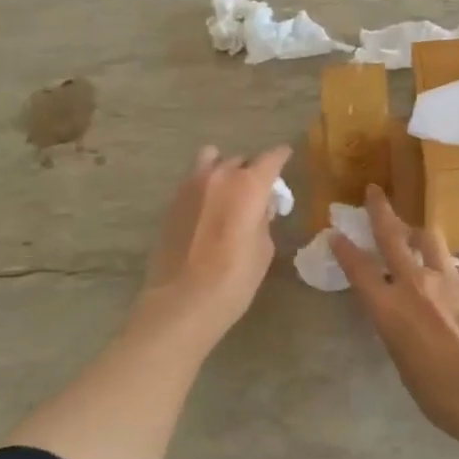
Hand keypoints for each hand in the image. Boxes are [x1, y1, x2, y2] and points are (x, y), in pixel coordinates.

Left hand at [141, 144, 291, 347]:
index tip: (286, 157)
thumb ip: (263, 220)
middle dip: (252, 171)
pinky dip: (205, 186)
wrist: (182, 302)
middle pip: (240, 160)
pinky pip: (193, 181)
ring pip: (210, 161)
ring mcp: (190, 186)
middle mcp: (218, 176)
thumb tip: (260, 208)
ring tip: (228, 191)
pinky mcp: (172, 202)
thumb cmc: (234, 279)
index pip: (271, 158)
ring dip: (223, 170)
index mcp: (248, 185)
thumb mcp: (263, 250)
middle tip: (258, 191)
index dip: (281, 156)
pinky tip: (209, 209)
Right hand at [332, 186, 458, 439]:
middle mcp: (415, 283)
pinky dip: (446, 267)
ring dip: (418, 233)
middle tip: (374, 191)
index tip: (336, 233)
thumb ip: (397, 325)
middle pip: (392, 236)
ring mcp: (448, 278)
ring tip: (416, 234)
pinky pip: (455, 266)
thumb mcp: (402, 358)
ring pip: (429, 239)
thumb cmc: (437, 391)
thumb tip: (401, 312)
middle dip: (380, 210)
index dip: (344, 249)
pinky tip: (451, 280)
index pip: (358, 269)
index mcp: (388, 308)